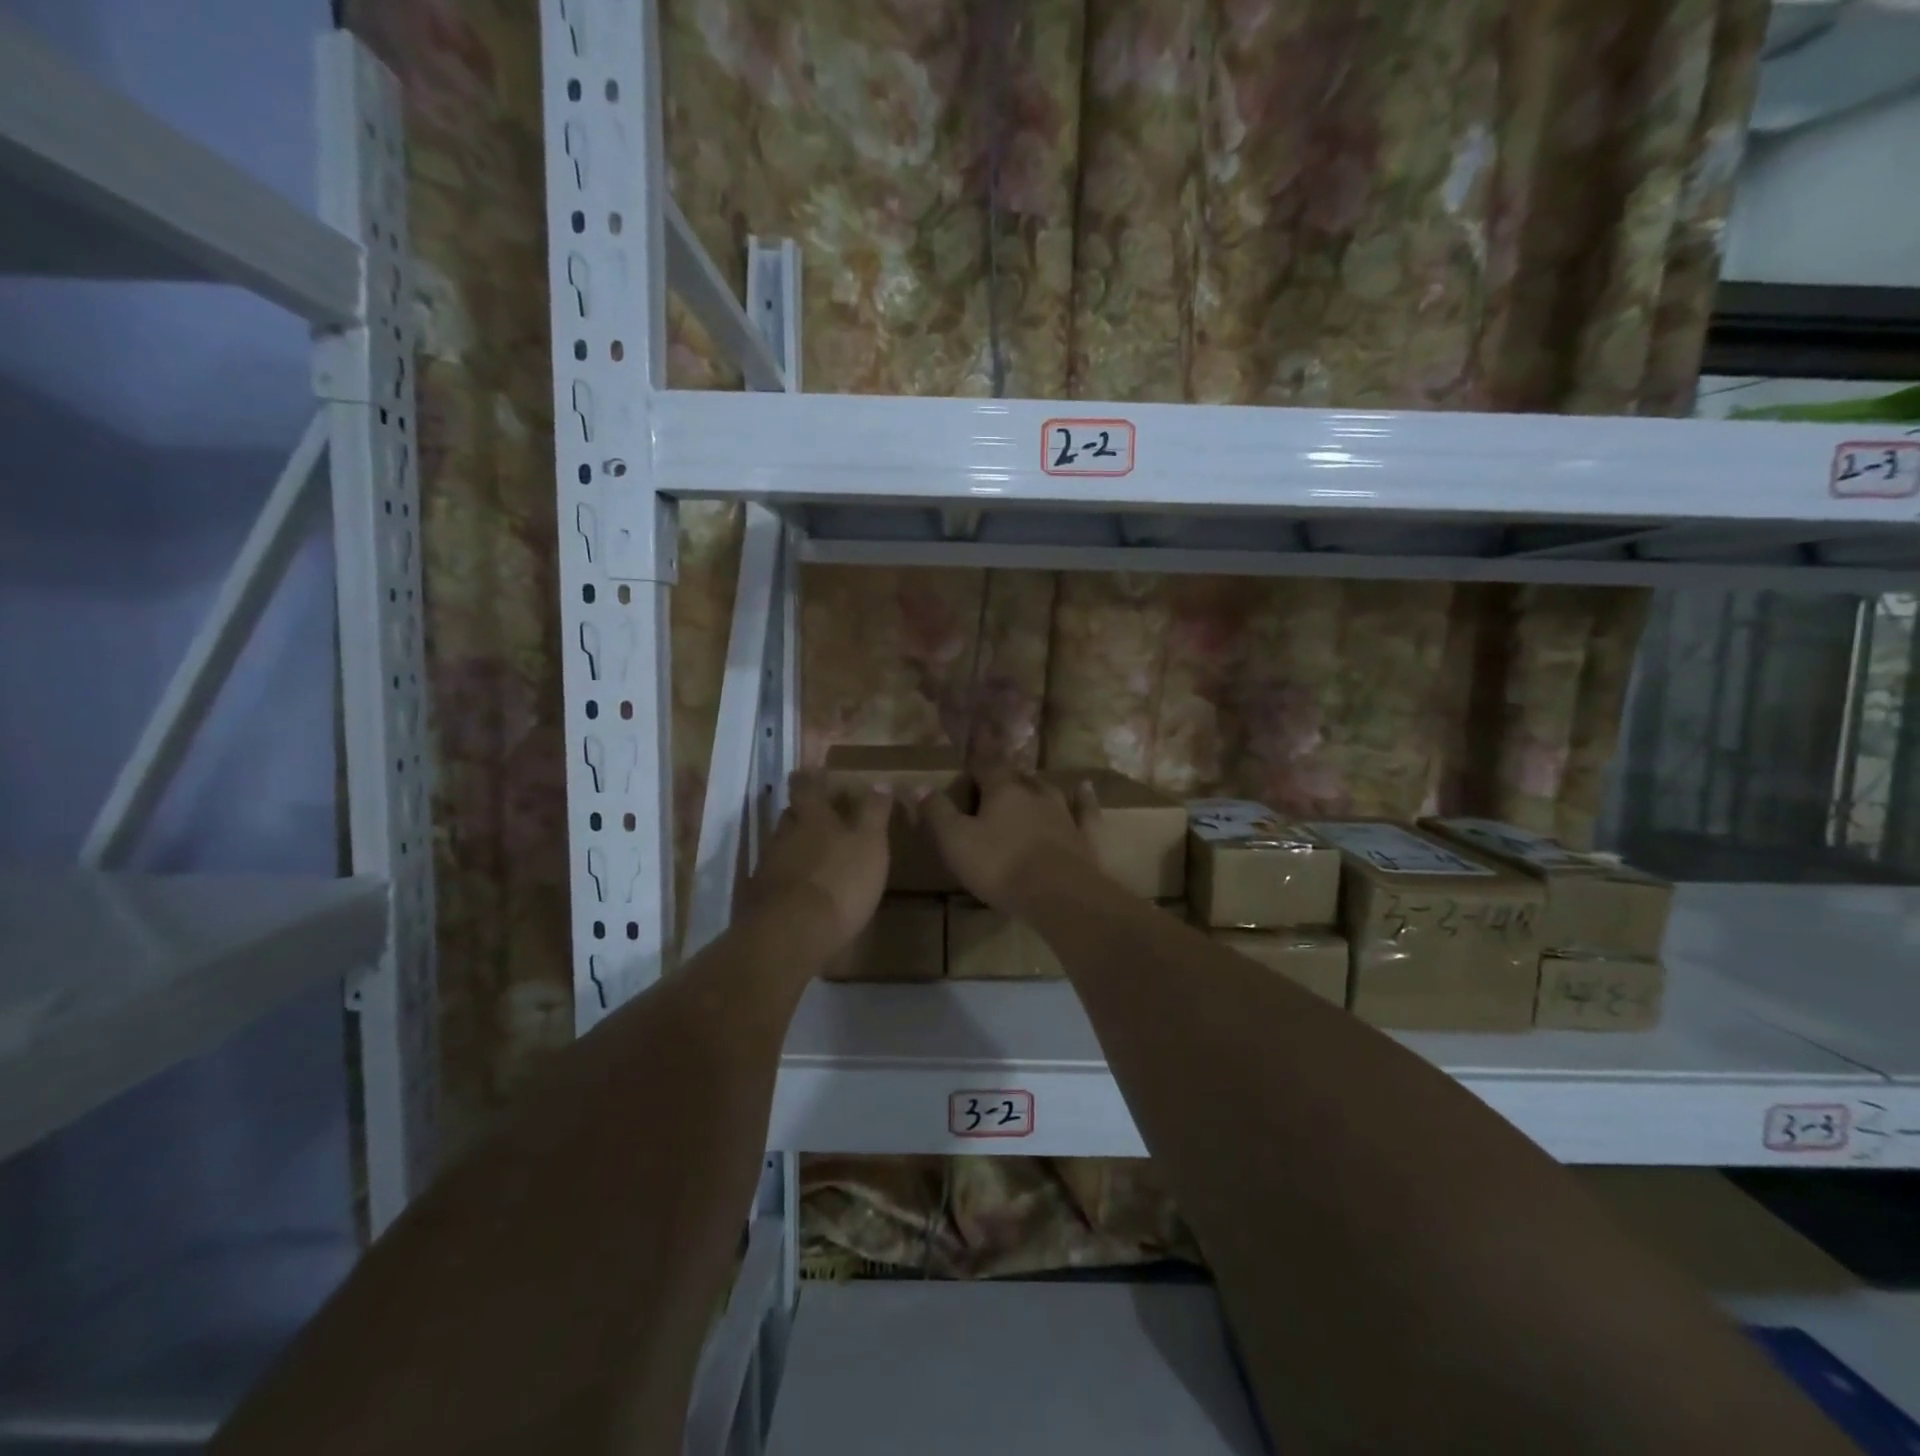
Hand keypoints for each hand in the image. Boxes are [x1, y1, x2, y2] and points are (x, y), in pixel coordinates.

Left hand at [747, 772, 890, 952]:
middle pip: (791, 815)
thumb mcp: (870, 844)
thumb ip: (874, 813)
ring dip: (794, 845)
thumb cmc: (839, 881)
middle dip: (803, 812)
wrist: (791, 934)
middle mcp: (785, 835)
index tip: (813, 771)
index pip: (807, 787)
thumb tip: (879, 782)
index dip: (811, 778)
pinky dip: (787, 876)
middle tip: (817, 813)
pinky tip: (799, 888)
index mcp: (813, 817)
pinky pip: (775, 876)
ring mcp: (768, 866)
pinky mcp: (760, 897)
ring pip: (781, 845)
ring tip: (811, 854)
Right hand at [920, 767, 1100, 910]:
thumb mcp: (956, 841)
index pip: (986, 765)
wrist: (1058, 894)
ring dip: (1037, 784)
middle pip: (1017, 777)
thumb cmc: (1000, 865)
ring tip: (1030, 779)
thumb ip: (937, 813)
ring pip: (1048, 789)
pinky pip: (1085, 810)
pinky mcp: (1084, 836)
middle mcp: (1034, 794)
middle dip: (1006, 773)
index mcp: (1002, 791)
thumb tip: (918, 786)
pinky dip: (1084, 798)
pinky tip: (1085, 788)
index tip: (977, 733)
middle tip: (996, 772)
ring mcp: (1063, 813)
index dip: (979, 752)